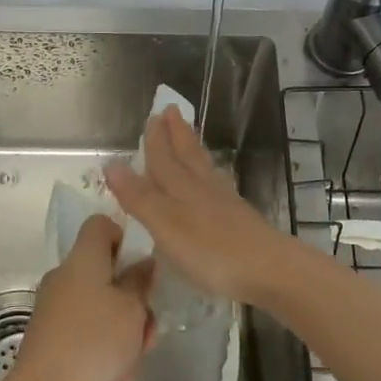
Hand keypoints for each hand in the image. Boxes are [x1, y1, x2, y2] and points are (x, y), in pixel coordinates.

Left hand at [10, 214, 153, 380]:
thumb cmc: (94, 343)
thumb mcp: (132, 310)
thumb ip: (140, 282)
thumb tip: (142, 262)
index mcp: (82, 258)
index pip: (100, 224)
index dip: (124, 237)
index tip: (142, 267)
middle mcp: (63, 276)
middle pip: (103, 270)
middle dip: (131, 296)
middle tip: (148, 325)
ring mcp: (53, 307)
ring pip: (98, 304)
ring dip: (121, 326)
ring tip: (135, 358)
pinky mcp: (48, 337)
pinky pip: (84, 330)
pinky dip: (102, 346)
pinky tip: (116, 376)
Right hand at [104, 106, 295, 305]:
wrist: (268, 269)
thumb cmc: (210, 250)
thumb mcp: (165, 225)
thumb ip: (139, 197)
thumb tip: (112, 162)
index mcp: (181, 187)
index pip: (163, 158)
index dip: (155, 139)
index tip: (152, 115)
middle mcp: (202, 187)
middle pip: (187, 154)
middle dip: (176, 133)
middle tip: (171, 111)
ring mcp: (223, 201)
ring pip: (203, 166)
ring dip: (192, 148)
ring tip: (188, 135)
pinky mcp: (238, 217)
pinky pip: (216, 183)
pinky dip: (208, 173)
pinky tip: (212, 179)